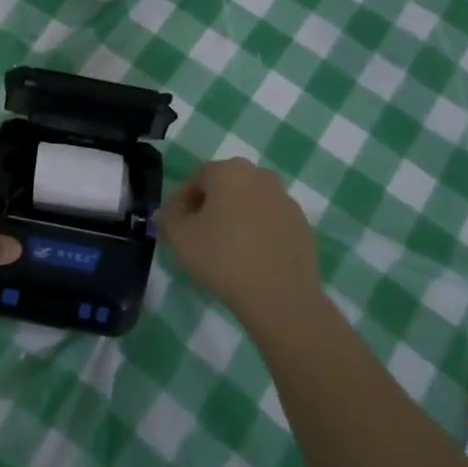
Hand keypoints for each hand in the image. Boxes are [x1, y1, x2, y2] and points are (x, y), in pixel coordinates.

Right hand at [159, 158, 321, 325]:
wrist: (280, 295)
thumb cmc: (222, 257)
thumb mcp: (180, 238)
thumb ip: (167, 219)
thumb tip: (166, 214)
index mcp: (229, 171)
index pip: (195, 180)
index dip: (179, 204)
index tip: (174, 227)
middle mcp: (260, 176)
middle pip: (224, 188)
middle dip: (208, 208)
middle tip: (196, 237)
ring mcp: (285, 199)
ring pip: (248, 204)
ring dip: (234, 219)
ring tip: (224, 251)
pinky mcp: (301, 224)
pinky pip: (269, 223)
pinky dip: (257, 233)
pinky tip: (250, 259)